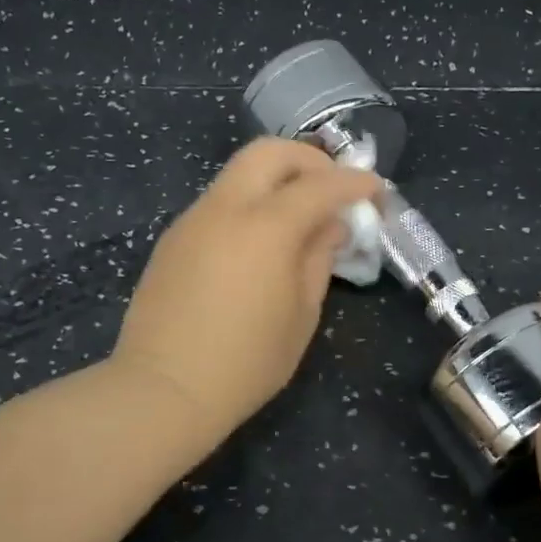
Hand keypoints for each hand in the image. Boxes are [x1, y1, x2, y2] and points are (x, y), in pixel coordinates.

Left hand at [111, 138, 380, 448]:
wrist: (165, 389)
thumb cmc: (247, 363)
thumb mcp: (301, 315)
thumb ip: (319, 258)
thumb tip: (330, 225)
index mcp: (266, 227)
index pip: (320, 185)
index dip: (354, 183)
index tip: (375, 191)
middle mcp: (225, 208)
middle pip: (269, 152)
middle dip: (309, 160)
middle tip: (332, 188)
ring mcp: (193, 220)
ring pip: (239, 174)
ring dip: (275, 182)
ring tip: (298, 219)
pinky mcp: (173, 239)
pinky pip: (219, 203)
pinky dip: (249, 206)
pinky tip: (258, 245)